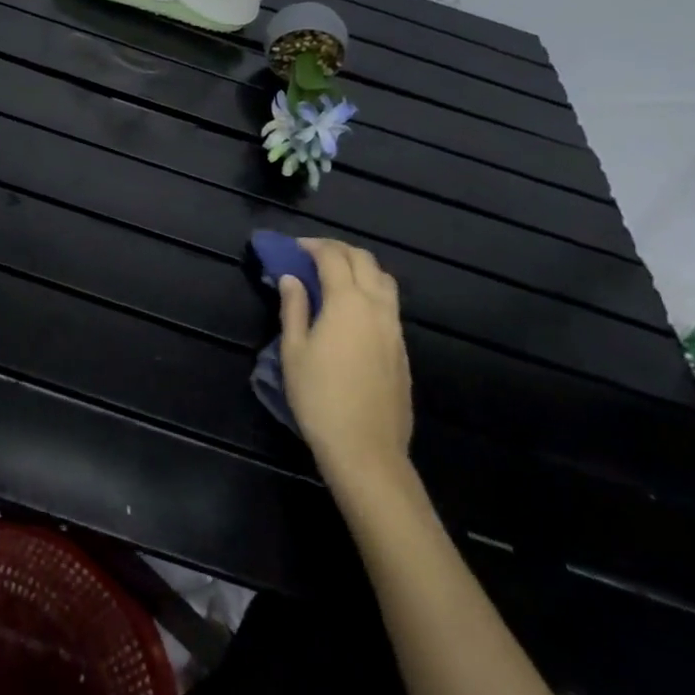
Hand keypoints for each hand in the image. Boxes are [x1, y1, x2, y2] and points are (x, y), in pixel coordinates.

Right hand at [278, 238, 412, 475]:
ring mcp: (394, 328)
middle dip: (338, 250)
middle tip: (313, 255)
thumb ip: (294, 308)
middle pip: (364, 260)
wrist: (366, 449)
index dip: (313, 246)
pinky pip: (390, 305)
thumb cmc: (319, 398)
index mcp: (347, 302)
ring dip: (360, 267)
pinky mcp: (402, 349)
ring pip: (384, 280)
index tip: (294, 247)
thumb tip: (292, 278)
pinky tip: (353, 309)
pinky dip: (371, 291)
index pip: (333, 257)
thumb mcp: (293, 351)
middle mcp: (376, 307)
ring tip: (336, 277)